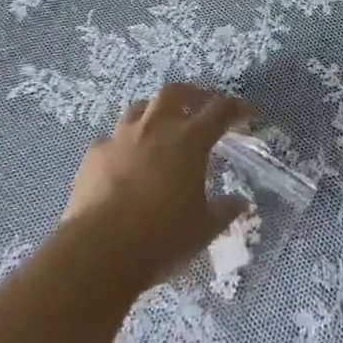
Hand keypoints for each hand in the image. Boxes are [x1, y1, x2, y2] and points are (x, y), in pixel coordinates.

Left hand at [61, 82, 252, 285]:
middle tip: (199, 105)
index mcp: (189, 140)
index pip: (220, 111)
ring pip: (140, 107)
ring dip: (154, 112)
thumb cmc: (161, 237)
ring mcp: (122, 137)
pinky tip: (123, 160)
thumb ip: (224, 211)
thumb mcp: (203, 230)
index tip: (248, 114)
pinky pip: (111, 138)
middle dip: (190, 94)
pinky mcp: (95, 153)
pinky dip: (122, 143)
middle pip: (175, 92)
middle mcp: (156, 127)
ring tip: (159, 126)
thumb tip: (240, 202)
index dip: (236, 109)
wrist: (100, 249)